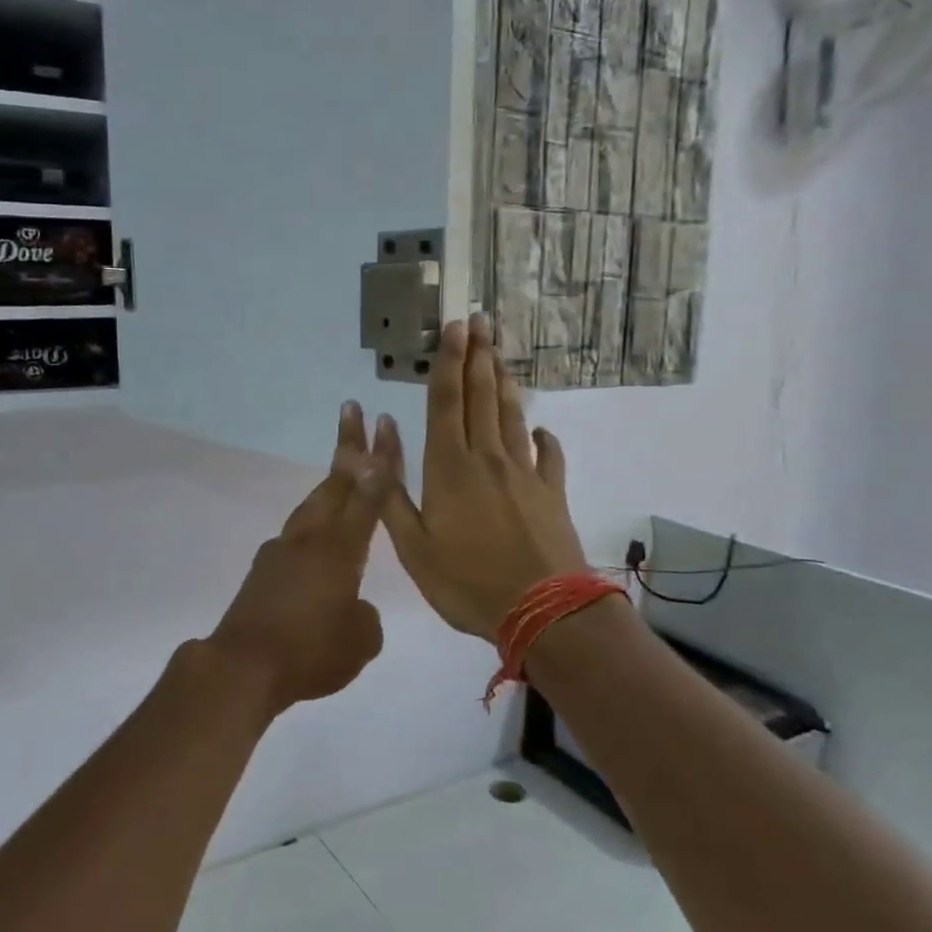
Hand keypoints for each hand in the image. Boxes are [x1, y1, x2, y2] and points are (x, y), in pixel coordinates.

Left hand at [208, 402, 386, 714]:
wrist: (243, 666)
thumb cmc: (311, 652)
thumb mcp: (360, 641)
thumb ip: (366, 616)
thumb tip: (354, 607)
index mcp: (341, 550)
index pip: (369, 496)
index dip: (381, 461)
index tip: (384, 426)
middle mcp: (311, 539)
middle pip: (334, 482)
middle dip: (349, 445)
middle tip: (353, 411)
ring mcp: (282, 551)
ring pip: (312, 504)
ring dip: (330, 481)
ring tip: (342, 465)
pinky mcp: (263, 569)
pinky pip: (296, 534)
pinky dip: (312, 522)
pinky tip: (315, 542)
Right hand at [372, 316, 587, 641]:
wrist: (542, 610)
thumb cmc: (467, 582)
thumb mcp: (412, 547)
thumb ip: (391, 493)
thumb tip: (380, 438)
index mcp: (449, 468)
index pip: (447, 402)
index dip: (449, 362)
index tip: (454, 328)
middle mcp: (487, 458)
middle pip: (482, 397)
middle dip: (479, 356)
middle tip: (481, 321)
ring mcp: (525, 473)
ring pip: (511, 416)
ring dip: (504, 382)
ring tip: (500, 354)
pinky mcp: (552, 492)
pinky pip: (548, 454)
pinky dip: (543, 436)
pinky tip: (539, 426)